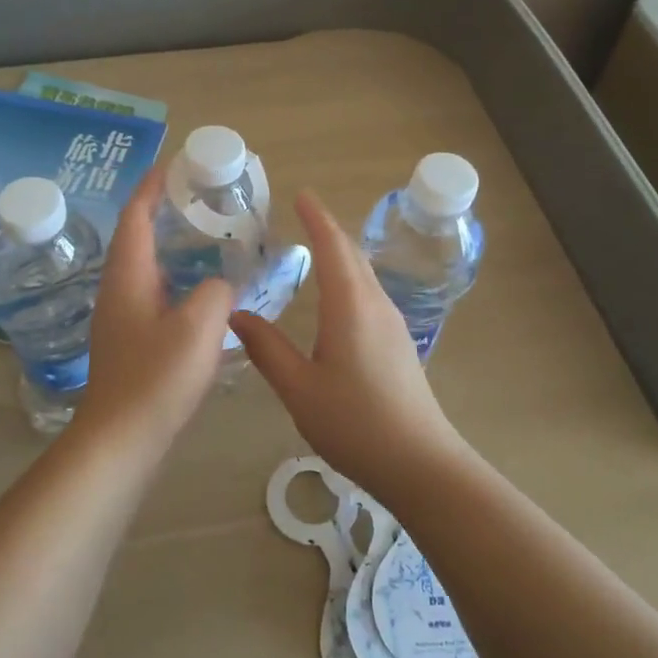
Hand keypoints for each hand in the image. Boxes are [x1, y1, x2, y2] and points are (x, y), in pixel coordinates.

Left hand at [75, 169, 234, 446]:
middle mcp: (119, 289)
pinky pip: (155, 294)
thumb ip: (216, 291)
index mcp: (128, 276)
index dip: (153, 185)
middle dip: (165, 211)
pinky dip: (177, 279)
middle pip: (139, 236)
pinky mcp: (131, 341)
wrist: (121, 439)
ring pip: (148, 267)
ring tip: (209, 238)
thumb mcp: (199, 326)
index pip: (136, 215)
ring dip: (172, 247)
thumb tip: (219, 284)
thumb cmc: (156, 378)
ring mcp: (122, 317)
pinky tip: (204, 292)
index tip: (177, 163)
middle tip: (203, 199)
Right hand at [231, 190, 465, 488]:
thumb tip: (237, 314)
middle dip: (328, 230)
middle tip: (301, 216)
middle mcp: (376, 304)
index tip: (301, 194)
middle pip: (352, 254)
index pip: (333, 246)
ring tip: (314, 248)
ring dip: (340, 254)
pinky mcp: (398, 343)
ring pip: (364, 274)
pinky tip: (336, 297)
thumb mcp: (299, 388)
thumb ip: (267, 348)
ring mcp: (392, 323)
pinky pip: (370, 294)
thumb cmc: (355, 422)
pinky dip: (349, 278)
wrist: (420, 463)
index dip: (316, 218)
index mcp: (350, 305)